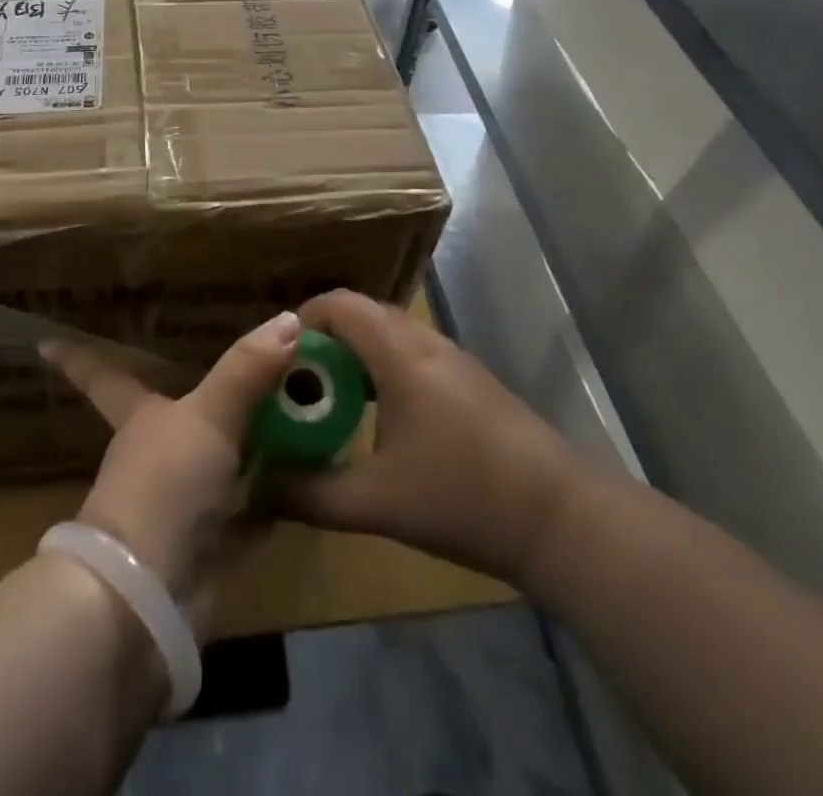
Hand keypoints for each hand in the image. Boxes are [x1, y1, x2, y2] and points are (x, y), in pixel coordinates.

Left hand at [42, 310, 301, 628]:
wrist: (149, 594)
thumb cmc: (164, 486)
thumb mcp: (208, 417)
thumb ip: (246, 370)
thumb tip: (286, 318)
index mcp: (139, 419)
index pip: (103, 378)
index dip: (78, 359)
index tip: (44, 342)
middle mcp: (157, 457)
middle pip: (181, 418)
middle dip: (210, 398)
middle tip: (250, 367)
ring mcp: (182, 503)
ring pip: (220, 462)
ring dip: (254, 444)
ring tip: (297, 412)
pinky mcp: (211, 545)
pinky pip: (250, 508)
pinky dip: (276, 494)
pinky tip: (308, 477)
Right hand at [272, 290, 584, 586]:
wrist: (563, 518)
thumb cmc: (463, 495)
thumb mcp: (376, 502)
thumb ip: (310, 494)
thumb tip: (259, 489)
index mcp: (398, 353)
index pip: (339, 304)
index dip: (302, 320)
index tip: (278, 360)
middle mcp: (425, 343)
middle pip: (362, 315)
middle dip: (323, 342)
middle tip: (298, 386)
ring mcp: (453, 360)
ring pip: (389, 336)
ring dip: (355, 358)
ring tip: (332, 403)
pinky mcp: (471, 383)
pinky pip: (412, 356)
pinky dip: (383, 372)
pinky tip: (380, 422)